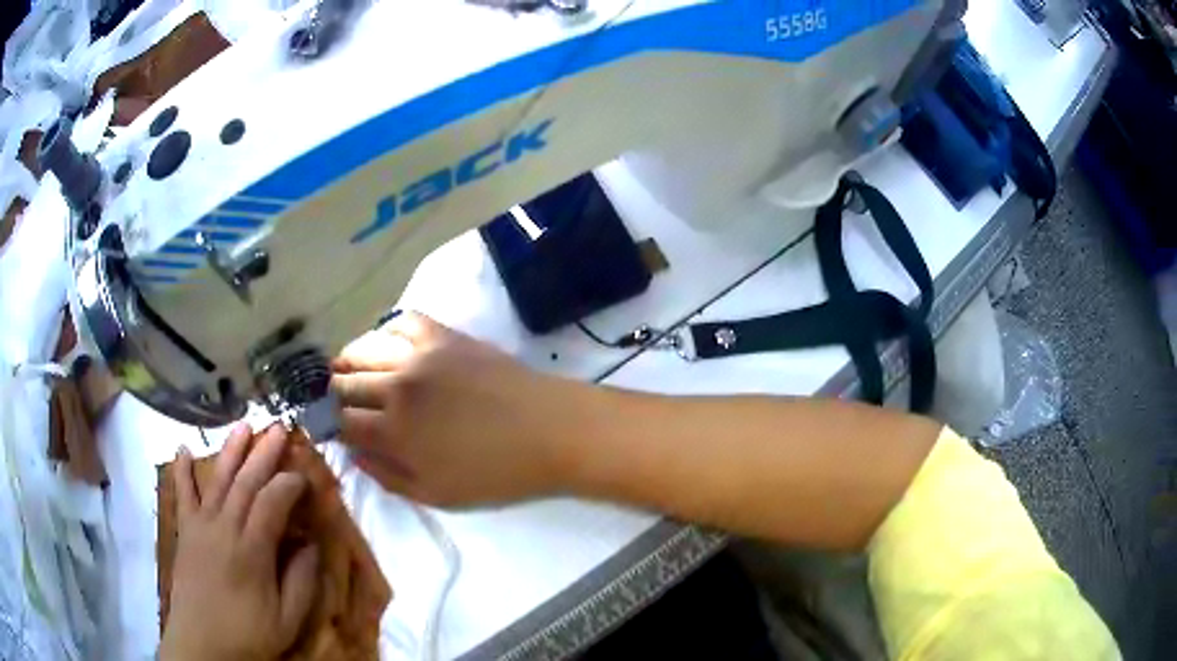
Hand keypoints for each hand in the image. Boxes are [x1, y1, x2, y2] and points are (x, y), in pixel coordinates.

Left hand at [160, 424, 318, 660]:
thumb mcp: (287, 620)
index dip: (289, 484)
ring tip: (242, 425)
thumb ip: (302, 582)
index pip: (272, 503)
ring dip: (230, 451)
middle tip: (278, 427)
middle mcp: (224, 528)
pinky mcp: (185, 532)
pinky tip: (182, 449)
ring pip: (216, 480)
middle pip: (245, 482)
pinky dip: (181, 471)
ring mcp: (200, 527)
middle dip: (263, 453)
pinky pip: (182, 495)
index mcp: (252, 551)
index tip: (305, 475)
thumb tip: (311, 544)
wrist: (201, 646)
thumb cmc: (248, 636)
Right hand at [331, 311, 590, 506]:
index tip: (336, 428)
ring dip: (350, 363)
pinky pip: (402, 322)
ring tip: (353, 372)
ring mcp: (419, 356)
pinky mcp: (444, 335)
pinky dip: (387, 332)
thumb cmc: (496, 473)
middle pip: (345, 384)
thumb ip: (387, 476)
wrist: (549, 431)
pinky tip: (391, 347)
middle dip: (336, 396)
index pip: (342, 422)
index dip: (333, 426)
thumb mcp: (437, 495)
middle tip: (341, 402)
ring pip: (363, 349)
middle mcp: (396, 387)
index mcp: (393, 432)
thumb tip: (353, 452)